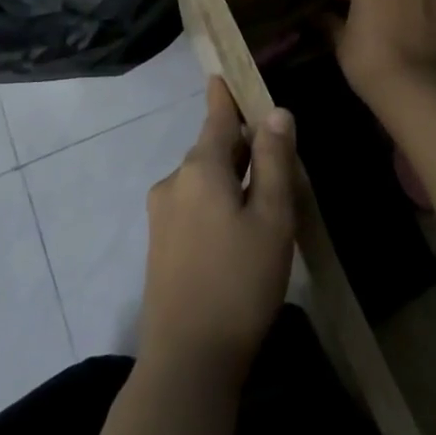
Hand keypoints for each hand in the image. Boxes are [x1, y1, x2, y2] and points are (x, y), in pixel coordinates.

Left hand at [140, 77, 297, 386]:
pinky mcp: (159, 246)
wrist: (187, 360)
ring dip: (230, 177)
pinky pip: (193, 205)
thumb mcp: (271, 218)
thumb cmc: (239, 282)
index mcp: (200, 169)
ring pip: (203, 180)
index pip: (216, 118)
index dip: (224, 96)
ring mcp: (161, 216)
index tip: (223, 74)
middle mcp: (173, 182)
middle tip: (275, 150)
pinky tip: (238, 229)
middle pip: (211, 149)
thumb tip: (276, 112)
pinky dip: (217, 201)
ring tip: (265, 196)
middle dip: (239, 144)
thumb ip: (273, 161)